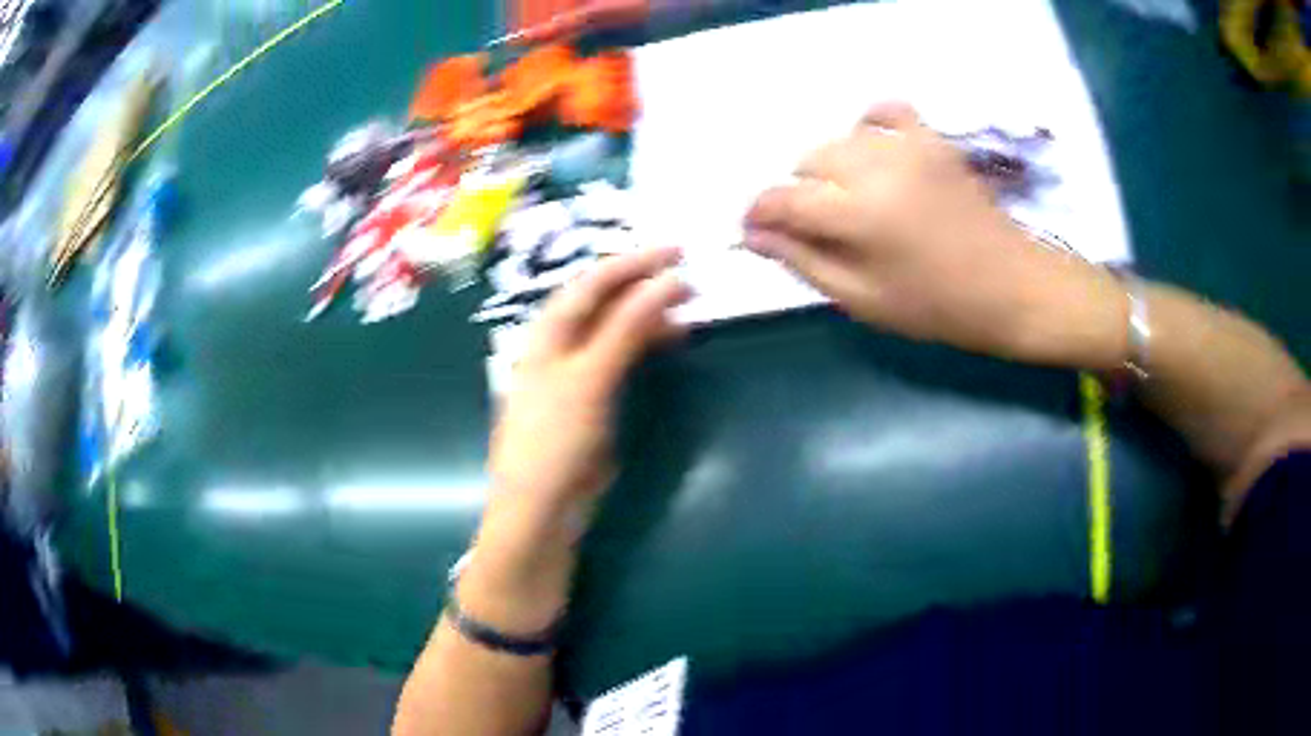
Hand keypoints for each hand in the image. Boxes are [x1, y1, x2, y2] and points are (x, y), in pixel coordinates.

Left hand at [462, 247, 688, 630]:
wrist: (541, 511)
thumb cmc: (556, 440)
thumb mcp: (590, 379)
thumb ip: (627, 327)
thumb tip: (669, 280)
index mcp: (547, 333)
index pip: (593, 282)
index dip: (634, 262)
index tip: (679, 251)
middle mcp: (558, 345)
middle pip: (603, 301)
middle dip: (644, 285)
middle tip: (691, 279)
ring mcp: (574, 373)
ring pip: (614, 329)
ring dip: (648, 315)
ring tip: (688, 310)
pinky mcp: (591, 400)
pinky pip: (620, 358)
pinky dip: (644, 346)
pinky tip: (668, 345)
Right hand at [744, 102, 1127, 369]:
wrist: (1011, 287)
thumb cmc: (938, 306)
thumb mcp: (863, 299)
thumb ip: (803, 260)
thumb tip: (754, 235)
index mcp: (857, 215)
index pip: (782, 199)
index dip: (760, 215)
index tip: (757, 232)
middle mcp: (876, 166)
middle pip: (806, 162)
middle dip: (800, 194)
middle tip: (823, 228)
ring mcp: (907, 145)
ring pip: (839, 139)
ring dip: (832, 168)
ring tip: (853, 199)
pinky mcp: (931, 139)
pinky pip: (885, 111)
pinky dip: (869, 126)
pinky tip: (873, 150)